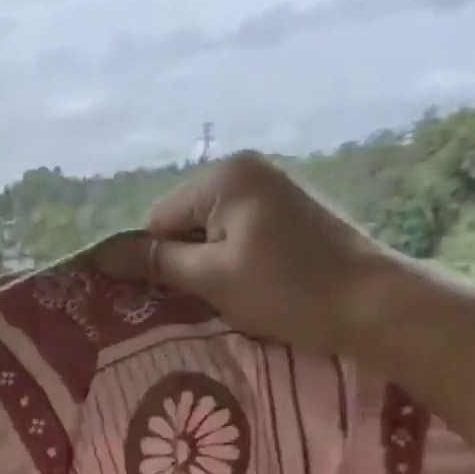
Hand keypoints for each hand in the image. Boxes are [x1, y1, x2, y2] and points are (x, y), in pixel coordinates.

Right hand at [99, 151, 392, 352]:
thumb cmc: (286, 288)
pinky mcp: (288, 209)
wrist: (374, 304)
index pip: (158, 220)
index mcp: (224, 177)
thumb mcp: (211, 278)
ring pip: (208, 231)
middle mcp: (245, 169)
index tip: (168, 296)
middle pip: (182, 222)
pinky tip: (248, 284)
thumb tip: (100, 255)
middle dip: (182, 260)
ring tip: (226, 295)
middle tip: (198, 298)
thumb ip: (155, 263)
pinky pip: (236, 232)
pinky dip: (232, 259)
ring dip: (206, 263)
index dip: (155, 260)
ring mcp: (270, 187)